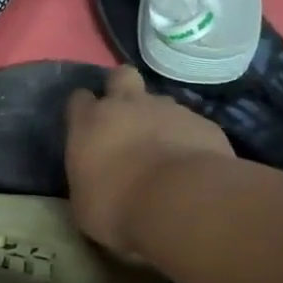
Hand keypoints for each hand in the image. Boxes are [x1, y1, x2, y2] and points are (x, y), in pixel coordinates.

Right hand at [66, 65, 234, 260]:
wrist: (181, 202)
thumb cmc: (117, 206)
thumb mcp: (84, 204)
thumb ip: (87, 181)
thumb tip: (94, 181)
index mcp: (90, 122)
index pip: (79, 99)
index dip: (84, 110)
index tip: (88, 127)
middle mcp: (128, 105)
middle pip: (121, 76)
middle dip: (122, 89)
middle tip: (126, 118)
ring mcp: (169, 110)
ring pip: (161, 102)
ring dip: (159, 119)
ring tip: (165, 150)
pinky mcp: (204, 123)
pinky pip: (193, 125)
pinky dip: (190, 139)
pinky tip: (193, 166)